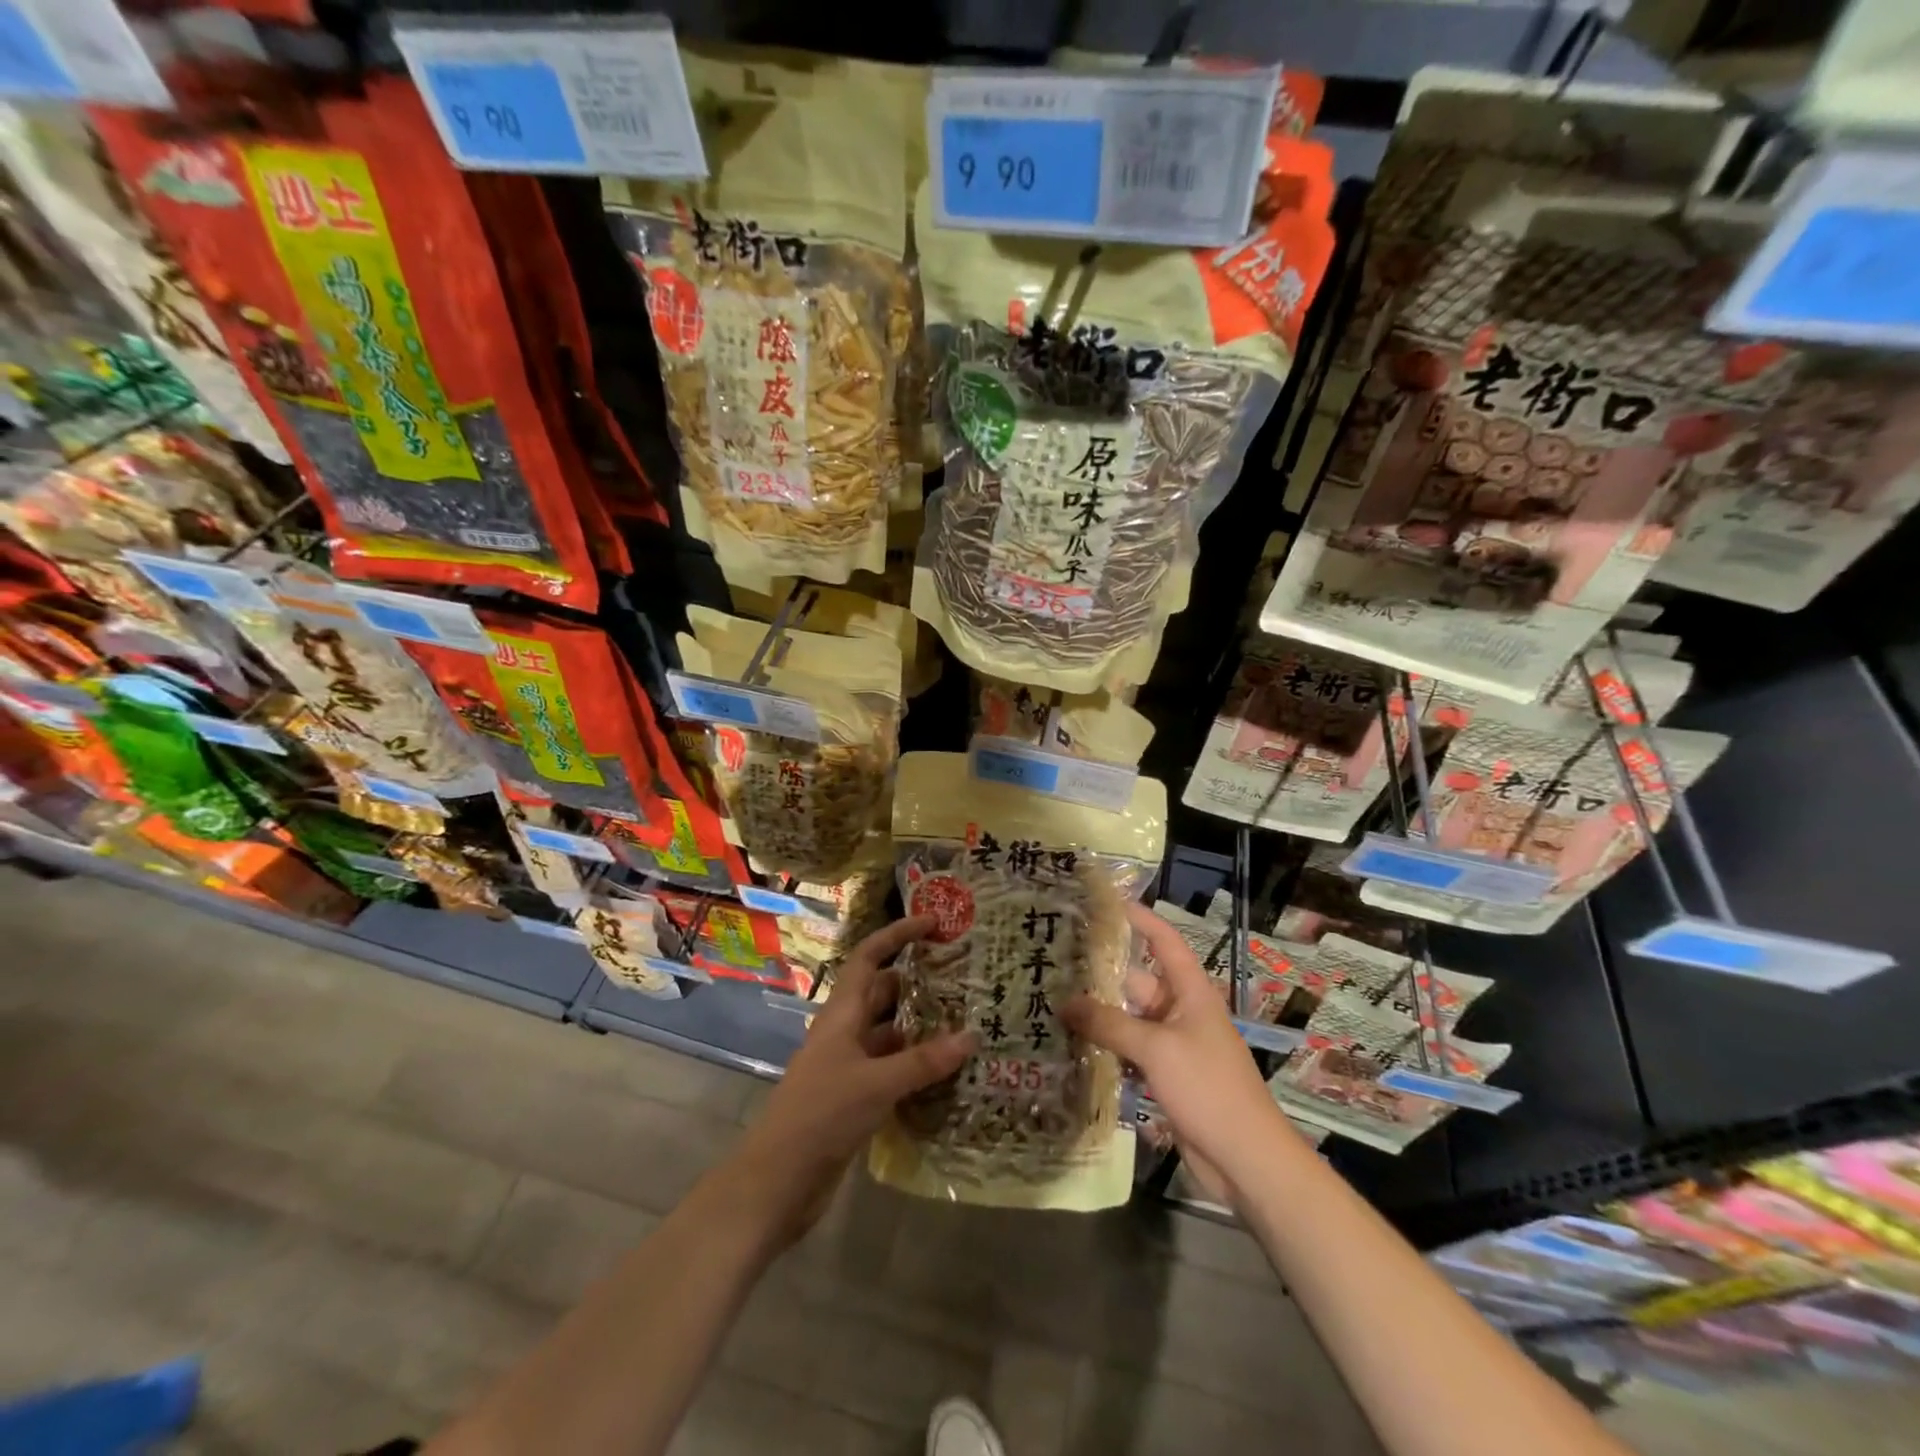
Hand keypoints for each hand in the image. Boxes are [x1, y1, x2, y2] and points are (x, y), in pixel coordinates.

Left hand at [726, 916, 974, 1242]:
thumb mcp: (876, 1083)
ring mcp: (850, 1066)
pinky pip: (892, 1070)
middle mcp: (846, 1032)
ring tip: (967, 1023)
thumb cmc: (821, 1114)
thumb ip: (923, 1061)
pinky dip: (916, 1067)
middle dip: (918, 983)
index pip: (869, 957)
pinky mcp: (856, 1098)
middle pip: (884, 993)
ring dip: (921, 1029)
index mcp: (842, 1014)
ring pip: (891, 1034)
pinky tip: (948, 1074)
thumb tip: (971, 1037)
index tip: (932, 923)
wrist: (777, 1181)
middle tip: (964, 979)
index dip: (897, 935)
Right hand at [1062, 902, 1296, 1197]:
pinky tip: (1070, 1045)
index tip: (1106, 902)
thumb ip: (1109, 1025)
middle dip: (1101, 972)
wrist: (1246, 1160)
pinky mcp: (1164, 1077)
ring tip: (1051, 999)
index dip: (1140, 919)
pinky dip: (1105, 1047)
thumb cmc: (1208, 1088)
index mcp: (1190, 992)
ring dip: (1097, 1014)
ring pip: (1128, 1019)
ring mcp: (1172, 1046)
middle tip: (1055, 960)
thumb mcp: (1157, 1049)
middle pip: (1136, 982)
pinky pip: (1129, 1051)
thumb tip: (1064, 1004)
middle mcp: (1180, 1012)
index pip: (1164, 942)